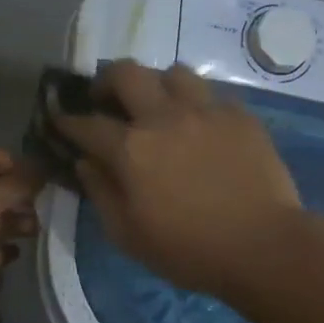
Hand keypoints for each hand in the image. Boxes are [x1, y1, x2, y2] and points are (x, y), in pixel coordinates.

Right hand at [54, 61, 300, 296]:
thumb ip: (101, 192)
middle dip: (107, 81)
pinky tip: (200, 125)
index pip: (87, 123)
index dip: (67, 120)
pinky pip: (211, 94)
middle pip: (126, 73)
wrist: (264, 246)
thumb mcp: (128, 235)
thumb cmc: (189, 250)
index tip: (60, 119)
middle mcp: (165, 117)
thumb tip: (85, 162)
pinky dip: (197, 104)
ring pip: (173, 72)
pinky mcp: (240, 115)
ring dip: (157, 85)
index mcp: (131, 148)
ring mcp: (206, 111)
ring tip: (159, 105)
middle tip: (107, 99)